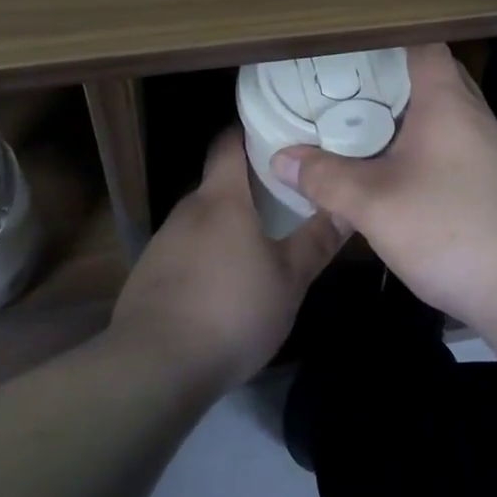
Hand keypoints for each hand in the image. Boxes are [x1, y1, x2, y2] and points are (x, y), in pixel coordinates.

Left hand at [111, 128, 344, 394]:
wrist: (153, 367)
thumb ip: (317, 241)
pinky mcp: (149, 275)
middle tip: (284, 192)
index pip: (229, 143)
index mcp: (221, 198)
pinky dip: (206, 254)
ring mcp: (163, 242)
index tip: (276, 128)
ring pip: (202, 219)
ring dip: (227, 224)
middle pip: (218, 183)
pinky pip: (185, 250)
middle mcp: (188, 209)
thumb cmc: (230, 311)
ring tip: (259, 237)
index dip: (249, 130)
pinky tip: (224, 282)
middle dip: (248, 185)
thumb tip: (348, 206)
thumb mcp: (288, 280)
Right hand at [268, 44, 496, 335]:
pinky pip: (454, 145)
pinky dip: (425, 146)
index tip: (349, 48)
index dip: (386, 39)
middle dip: (390, 79)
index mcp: (447, 102)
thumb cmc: (452, 229)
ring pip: (444, 114)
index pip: (421, 44)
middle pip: (432, 77)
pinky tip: (399, 173)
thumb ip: (325, 179)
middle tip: (346, 88)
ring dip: (408, 116)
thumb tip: (280, 158)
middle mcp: (474, 115)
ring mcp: (491, 149)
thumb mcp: (374, 205)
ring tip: (363, 126)